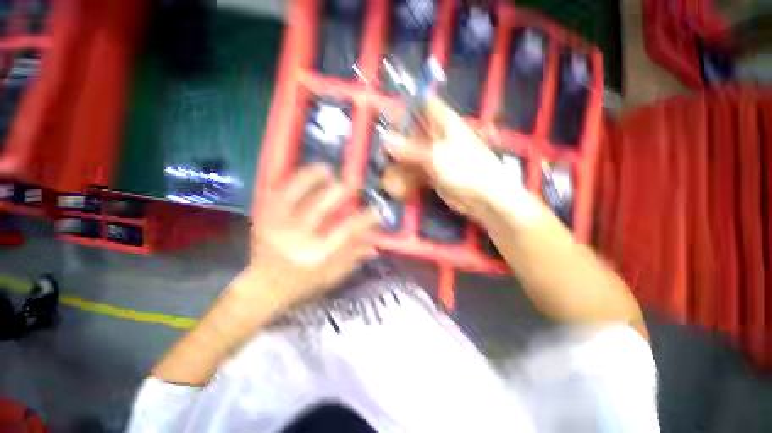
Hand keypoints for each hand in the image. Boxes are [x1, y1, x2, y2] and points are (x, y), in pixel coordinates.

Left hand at [247, 165, 378, 309]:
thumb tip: (374, 245)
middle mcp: (297, 235)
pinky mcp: (265, 215)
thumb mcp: (331, 276)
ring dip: (313, 177)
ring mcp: (278, 222)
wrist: (261, 287)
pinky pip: (277, 190)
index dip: (365, 219)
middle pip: (321, 205)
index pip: (347, 230)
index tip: (376, 212)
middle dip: (340, 190)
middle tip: (353, 183)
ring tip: (327, 169)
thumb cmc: (301, 283)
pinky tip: (303, 174)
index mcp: (317, 252)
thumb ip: (353, 258)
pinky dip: (291, 179)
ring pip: (295, 192)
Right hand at [383, 97, 507, 218]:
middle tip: (381, 149)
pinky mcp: (433, 172)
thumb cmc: (466, 170)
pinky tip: (396, 181)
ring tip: (385, 169)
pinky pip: (415, 169)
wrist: (483, 198)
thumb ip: (411, 149)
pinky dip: (406, 175)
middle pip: (413, 131)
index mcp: (444, 123)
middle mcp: (438, 136)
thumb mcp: (436, 156)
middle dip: (396, 138)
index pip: (422, 104)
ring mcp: (435, 155)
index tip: (384, 114)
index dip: (404, 106)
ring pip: (411, 152)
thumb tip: (386, 139)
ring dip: (399, 160)